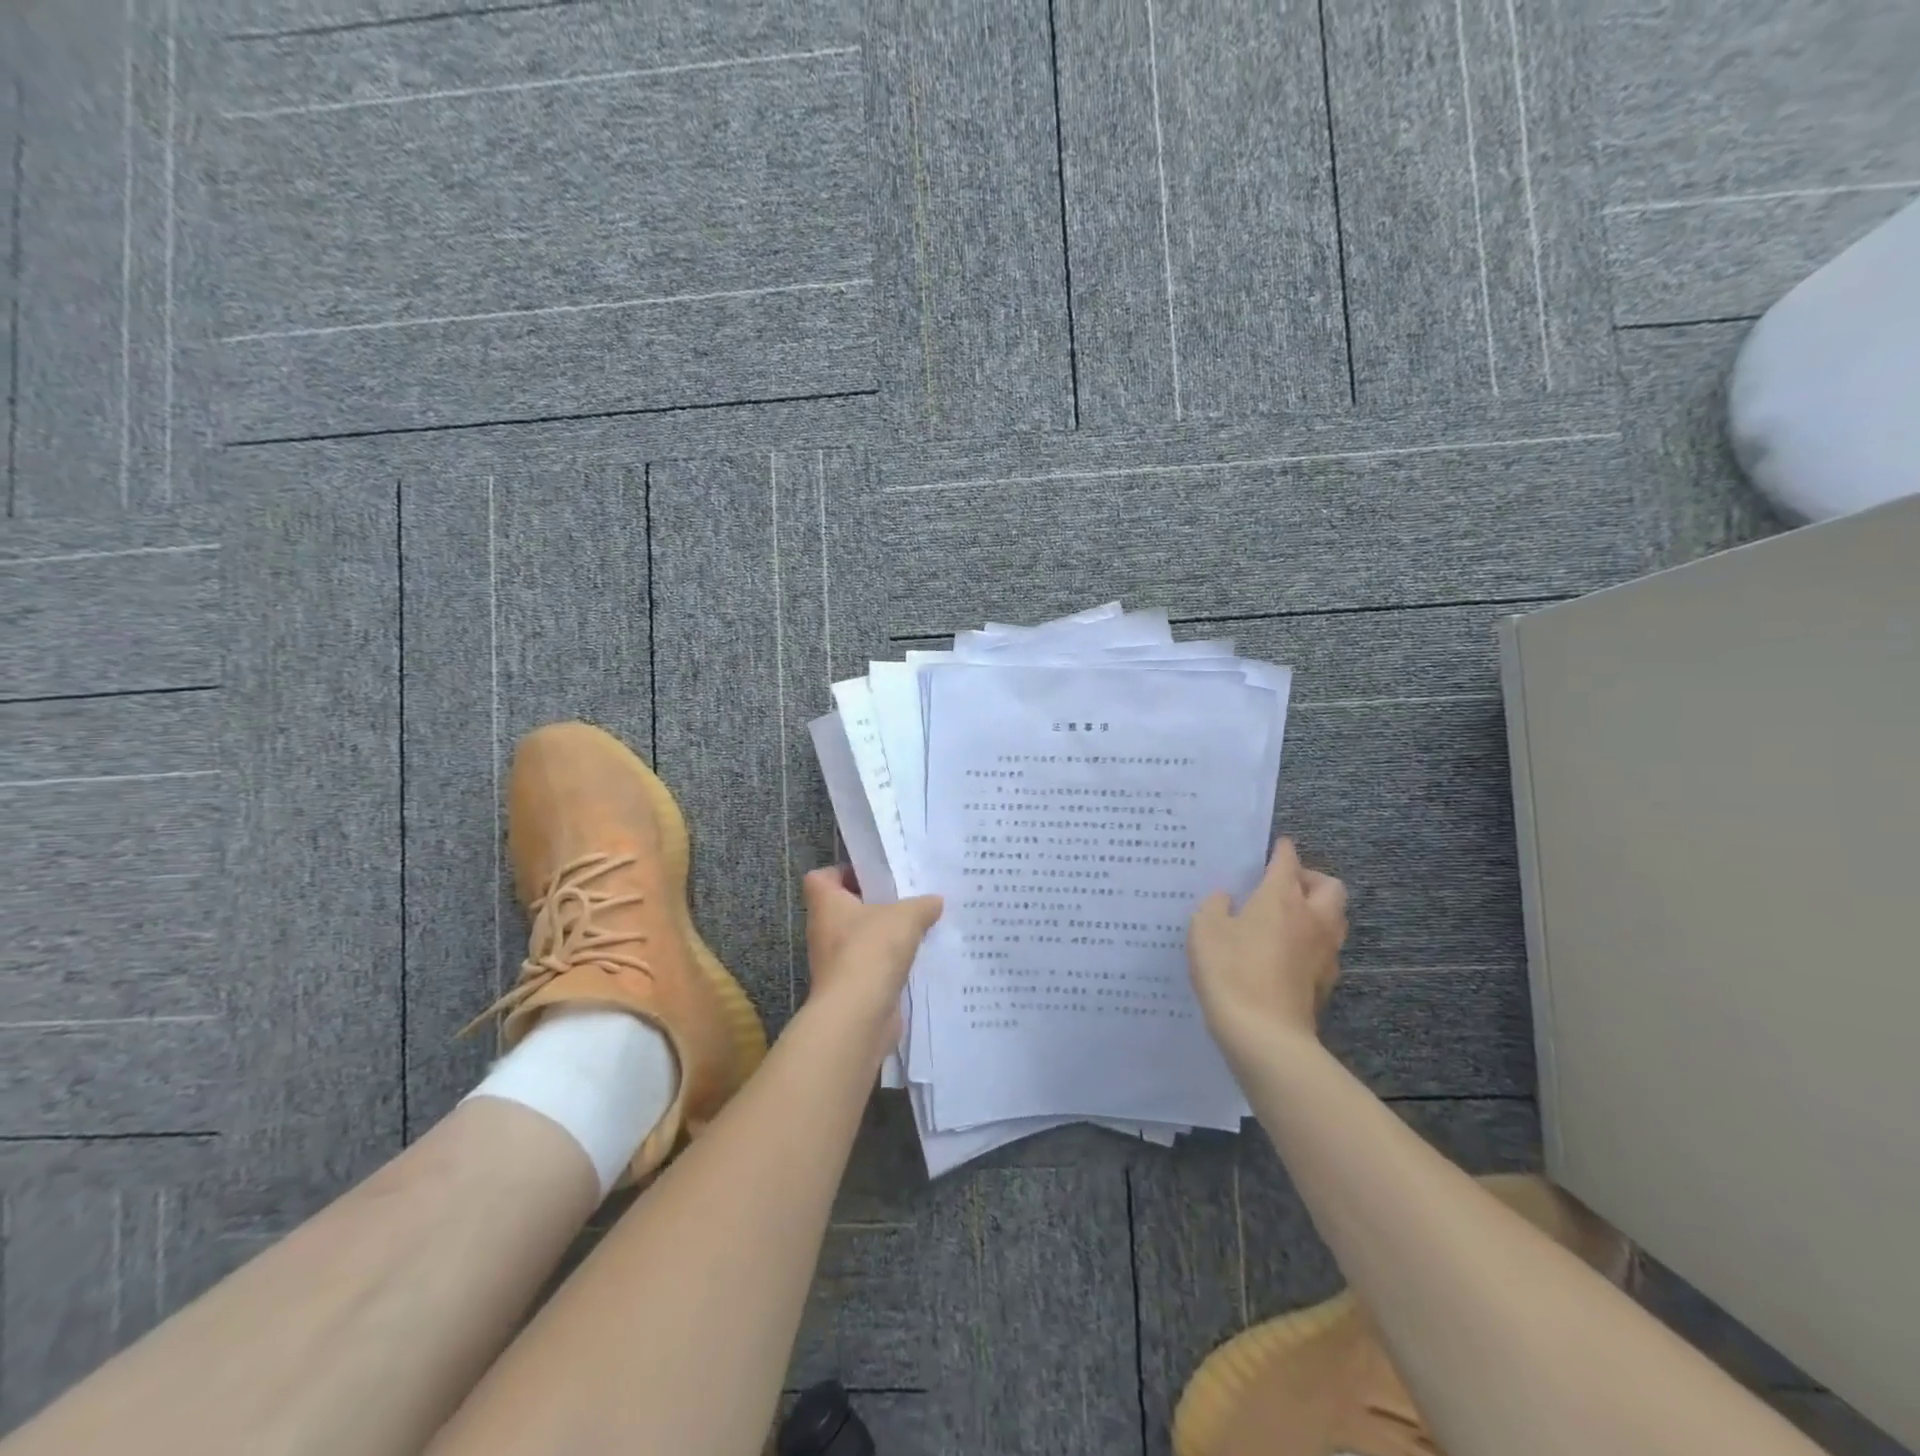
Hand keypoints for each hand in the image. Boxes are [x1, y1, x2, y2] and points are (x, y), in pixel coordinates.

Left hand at [801, 867, 942, 1061]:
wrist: (858, 1015)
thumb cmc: (871, 950)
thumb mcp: (906, 916)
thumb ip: (922, 905)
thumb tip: (934, 901)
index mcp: (826, 904)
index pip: (821, 878)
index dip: (842, 872)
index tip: (872, 875)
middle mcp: (824, 932)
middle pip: (845, 909)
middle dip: (874, 904)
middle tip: (906, 899)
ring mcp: (835, 963)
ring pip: (860, 940)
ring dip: (885, 937)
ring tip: (919, 928)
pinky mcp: (851, 989)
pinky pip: (872, 968)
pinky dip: (890, 965)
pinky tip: (918, 960)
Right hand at [1188, 838, 1347, 1066]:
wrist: (1264, 1033)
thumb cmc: (1230, 971)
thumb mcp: (1204, 929)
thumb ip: (1215, 906)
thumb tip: (1227, 899)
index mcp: (1281, 898)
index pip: (1288, 861)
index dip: (1282, 850)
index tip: (1277, 845)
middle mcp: (1312, 918)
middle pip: (1329, 887)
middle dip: (1311, 879)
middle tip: (1285, 886)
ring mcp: (1325, 952)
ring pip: (1335, 918)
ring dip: (1318, 910)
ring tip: (1288, 917)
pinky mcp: (1326, 982)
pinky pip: (1326, 949)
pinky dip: (1312, 942)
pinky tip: (1287, 953)